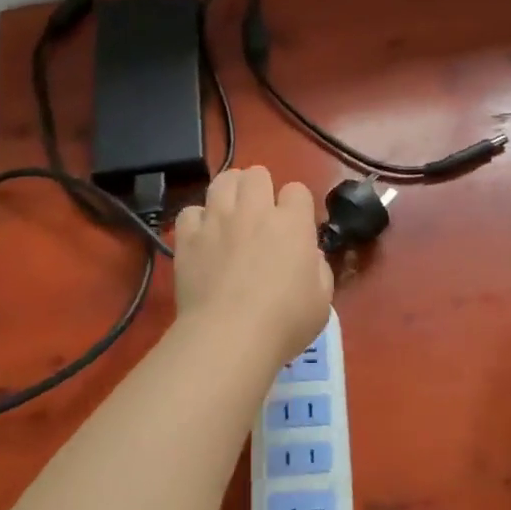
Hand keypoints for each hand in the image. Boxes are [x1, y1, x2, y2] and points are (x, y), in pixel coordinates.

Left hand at [173, 167, 333, 368]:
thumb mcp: (323, 301)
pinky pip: (190, 211)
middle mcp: (254, 211)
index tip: (294, 226)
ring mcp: (217, 220)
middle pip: (256, 173)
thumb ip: (319, 269)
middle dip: (261, 187)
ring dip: (229, 192)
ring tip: (230, 213)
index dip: (296, 205)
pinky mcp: (188, 237)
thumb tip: (309, 256)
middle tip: (260, 214)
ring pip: (222, 181)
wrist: (229, 336)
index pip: (297, 190)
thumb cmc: (284, 322)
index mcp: (292, 223)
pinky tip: (202, 237)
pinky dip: (197, 220)